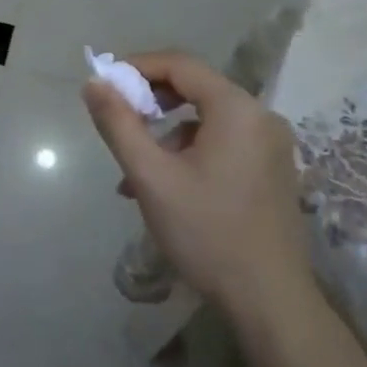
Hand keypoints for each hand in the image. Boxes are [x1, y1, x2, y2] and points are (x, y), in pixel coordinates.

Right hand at [82, 50, 311, 317]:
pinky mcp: (273, 169)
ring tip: (134, 175)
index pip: (180, 64)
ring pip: (207, 120)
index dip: (138, 67)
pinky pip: (223, 142)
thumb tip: (94, 82)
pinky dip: (190, 152)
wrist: (270, 302)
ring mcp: (272, 145)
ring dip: (166, 136)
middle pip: (195, 88)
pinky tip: (165, 188)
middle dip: (150, 103)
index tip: (105, 85)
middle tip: (118, 123)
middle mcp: (261, 116)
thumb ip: (119, 123)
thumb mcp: (151, 176)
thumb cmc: (207, 233)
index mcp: (236, 109)